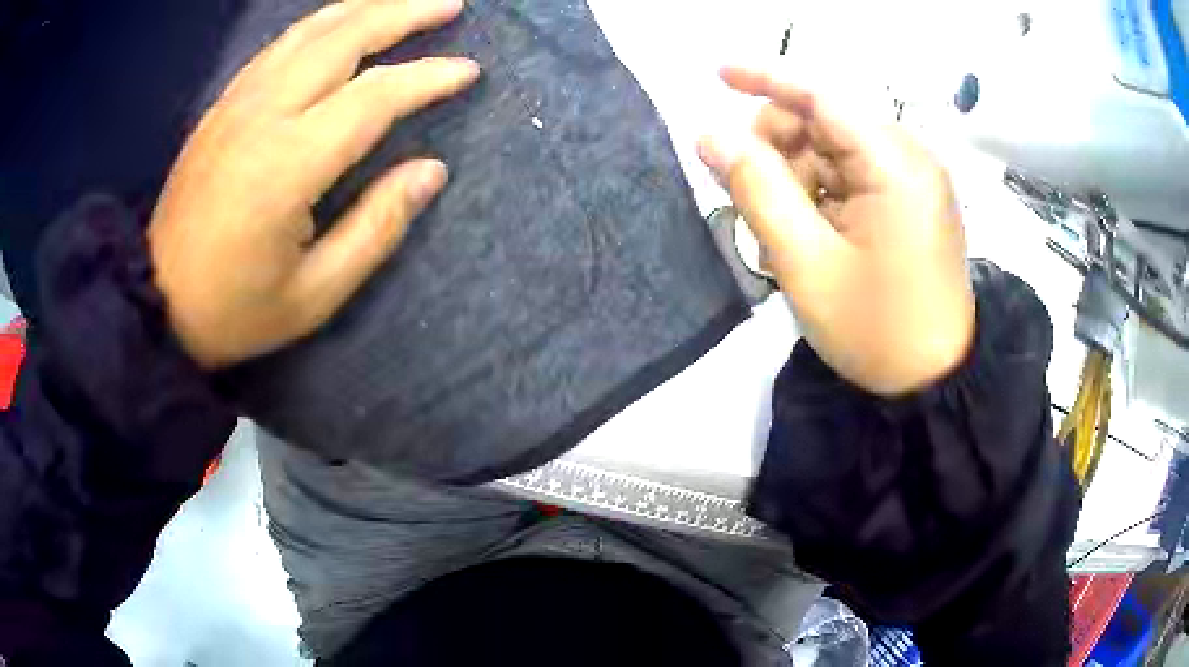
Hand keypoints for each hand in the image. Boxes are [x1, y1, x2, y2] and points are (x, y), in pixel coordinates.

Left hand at [149, 0, 478, 368]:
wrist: (155, 302)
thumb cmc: (234, 310)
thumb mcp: (315, 293)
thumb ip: (376, 227)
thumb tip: (432, 171)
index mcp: (288, 165)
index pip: (374, 97)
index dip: (427, 77)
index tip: (468, 71)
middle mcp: (263, 115)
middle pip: (343, 38)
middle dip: (403, 13)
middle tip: (450, 4)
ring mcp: (238, 103)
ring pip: (310, 31)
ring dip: (364, 7)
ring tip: (405, 1)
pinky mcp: (222, 106)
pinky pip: (280, 46)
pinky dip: (321, 24)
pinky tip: (343, 21)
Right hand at [699, 67, 973, 395]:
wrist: (934, 383)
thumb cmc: (875, 331)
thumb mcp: (805, 264)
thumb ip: (756, 190)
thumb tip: (710, 134)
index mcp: (895, 166)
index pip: (823, 97)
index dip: (766, 79)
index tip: (716, 75)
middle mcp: (910, 159)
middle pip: (826, 122)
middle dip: (779, 147)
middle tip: (750, 199)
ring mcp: (914, 180)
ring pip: (835, 150)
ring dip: (797, 178)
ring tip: (780, 233)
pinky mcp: (912, 201)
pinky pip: (853, 176)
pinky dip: (821, 194)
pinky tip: (809, 234)